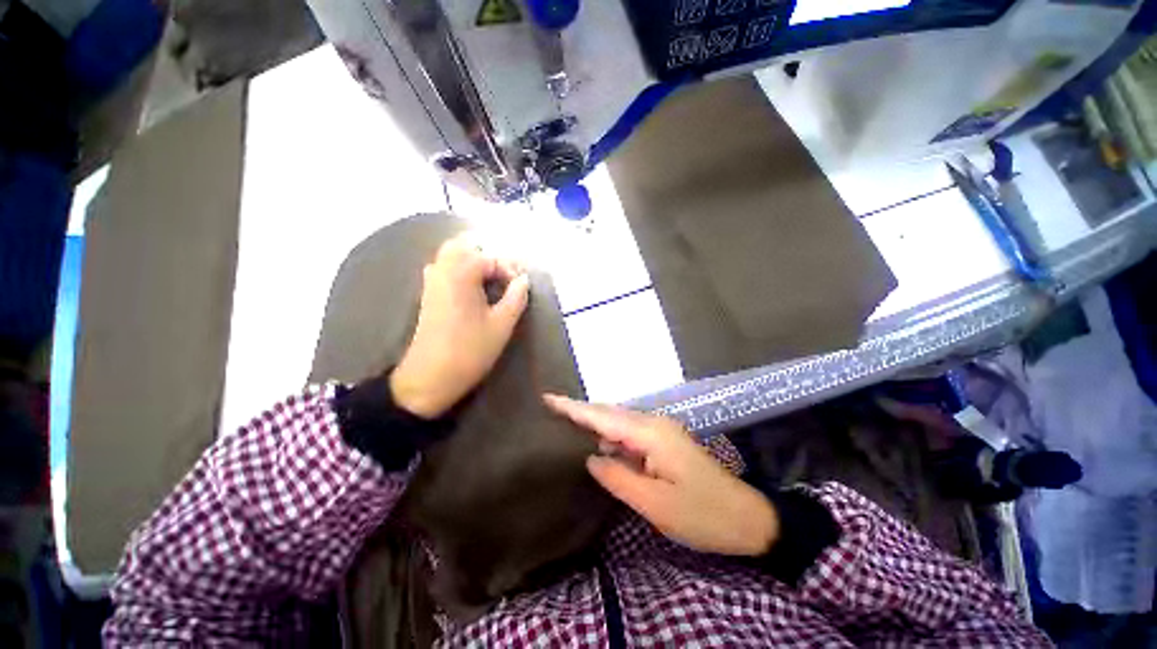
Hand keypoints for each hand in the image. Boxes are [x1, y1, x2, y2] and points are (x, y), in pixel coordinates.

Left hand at [390, 237, 528, 418]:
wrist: (429, 377)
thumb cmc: (470, 350)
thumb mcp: (502, 325)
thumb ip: (516, 297)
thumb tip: (524, 281)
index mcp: (461, 274)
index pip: (491, 258)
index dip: (510, 270)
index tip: (521, 288)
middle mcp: (442, 270)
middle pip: (464, 246)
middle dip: (489, 257)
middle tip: (505, 277)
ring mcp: (431, 281)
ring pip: (451, 255)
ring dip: (473, 262)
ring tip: (492, 282)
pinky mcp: (428, 294)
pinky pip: (443, 269)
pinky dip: (460, 270)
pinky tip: (473, 290)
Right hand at [544, 394, 778, 556]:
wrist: (748, 518)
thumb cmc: (703, 514)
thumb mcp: (655, 504)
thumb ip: (618, 477)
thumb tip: (591, 457)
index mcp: (650, 434)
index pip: (603, 416)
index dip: (574, 407)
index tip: (549, 398)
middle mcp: (654, 425)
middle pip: (610, 413)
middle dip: (581, 411)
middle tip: (551, 410)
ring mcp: (661, 432)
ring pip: (619, 423)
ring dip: (594, 423)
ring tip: (566, 426)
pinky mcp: (665, 443)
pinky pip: (629, 434)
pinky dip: (610, 436)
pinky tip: (598, 445)